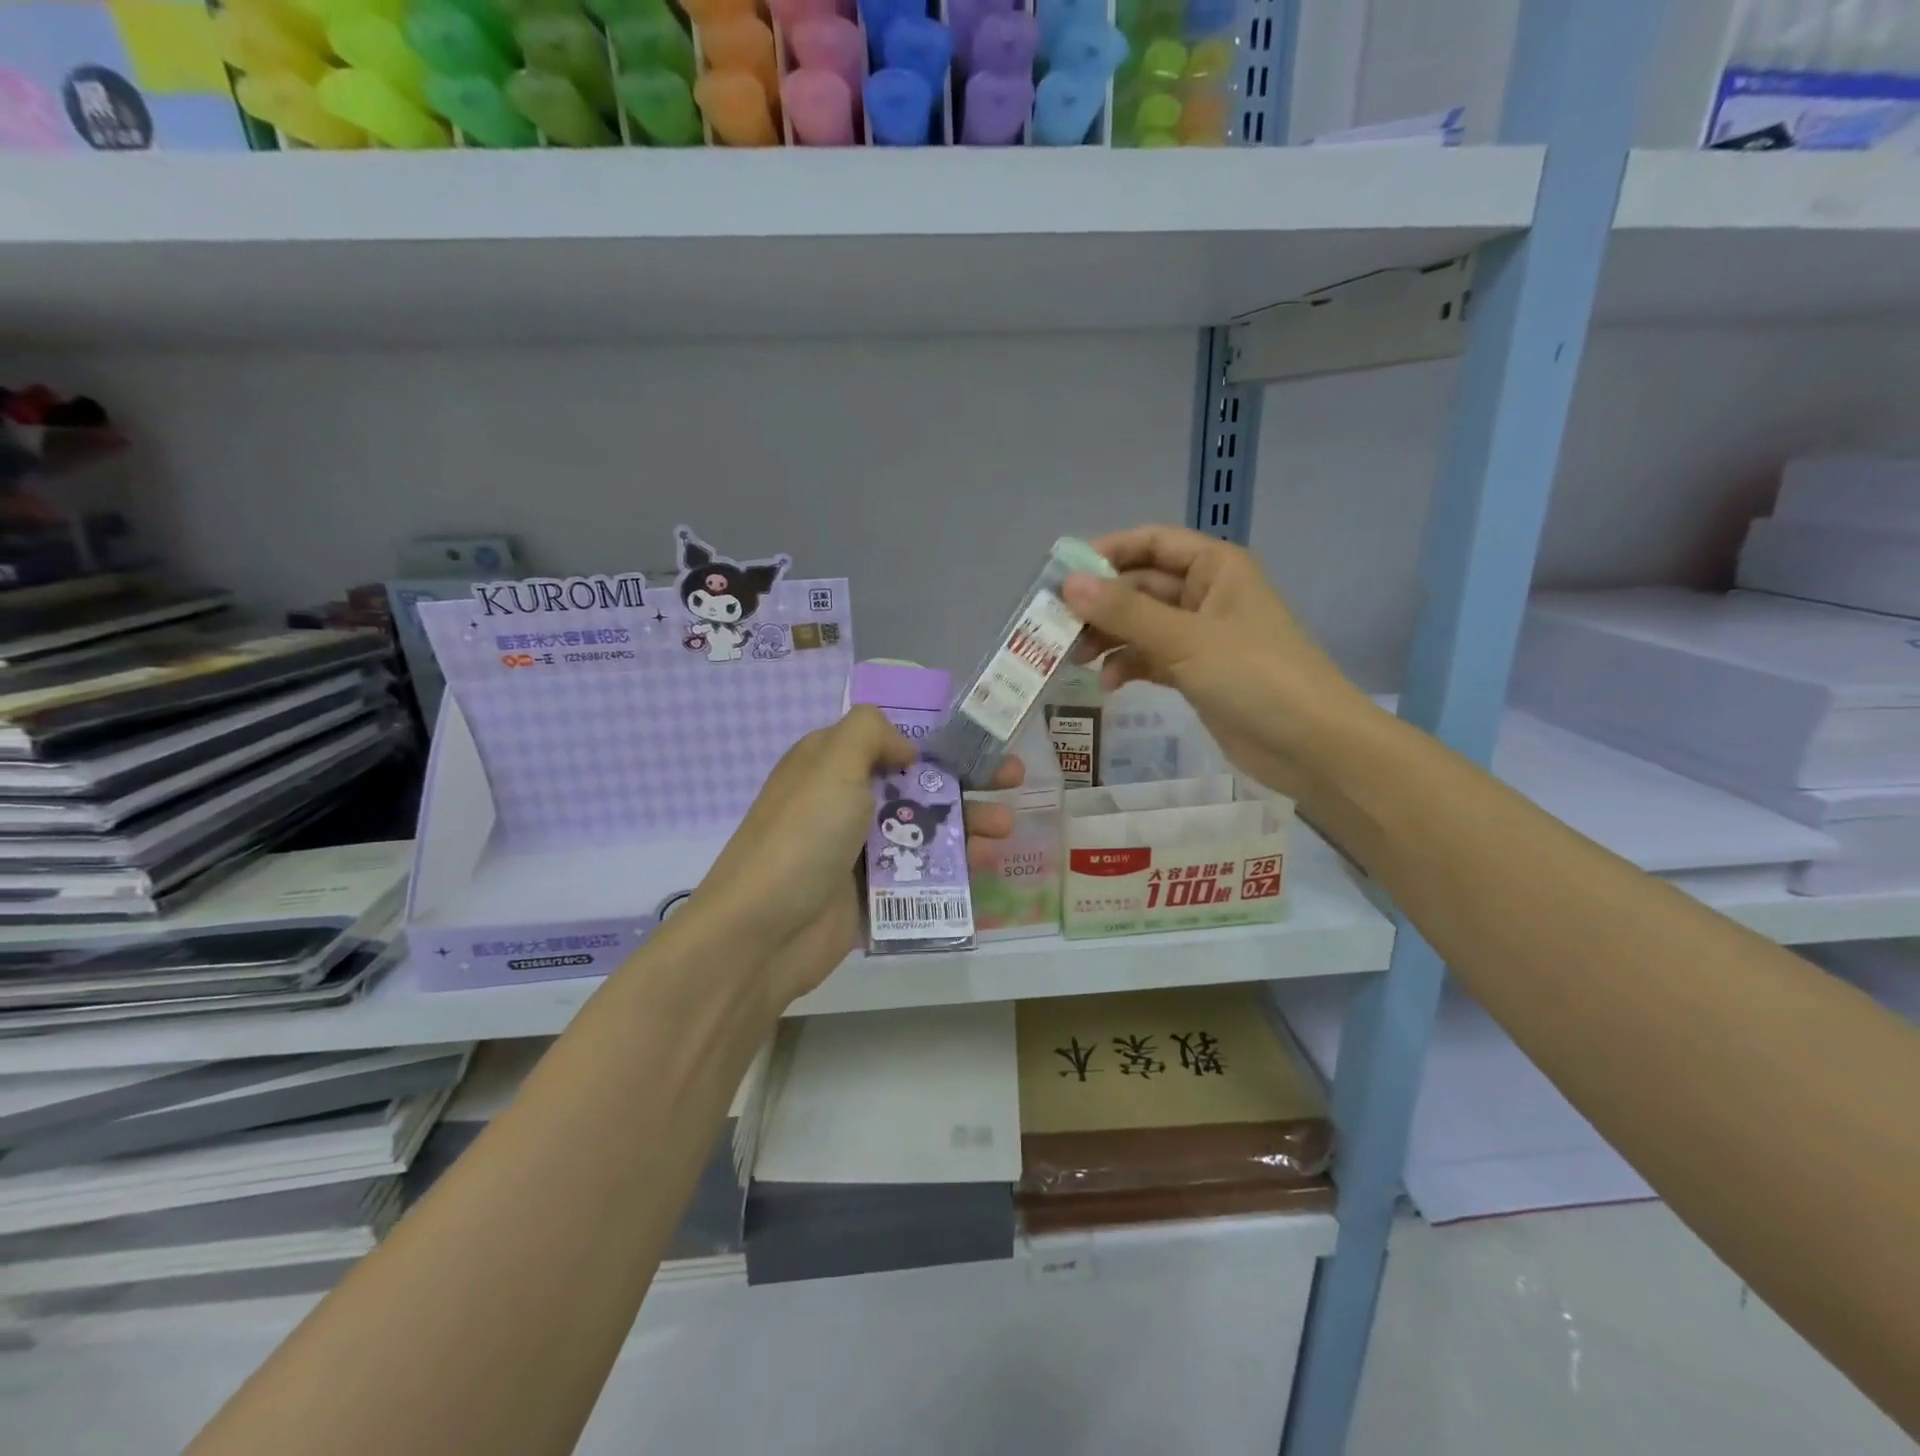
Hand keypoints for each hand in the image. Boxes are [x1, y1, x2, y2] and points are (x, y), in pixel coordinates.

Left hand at [686, 705, 1021, 1011]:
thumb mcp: (832, 762)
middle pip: (917, 783)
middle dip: (966, 780)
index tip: (979, 742)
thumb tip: (905, 750)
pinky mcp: (871, 893)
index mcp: (831, 764)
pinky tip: (986, 864)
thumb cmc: (803, 835)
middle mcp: (845, 802)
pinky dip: (953, 865)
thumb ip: (870, 733)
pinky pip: (920, 872)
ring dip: (968, 823)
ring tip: (1004, 829)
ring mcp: (858, 850)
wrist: (764, 931)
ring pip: (924, 829)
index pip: (890, 741)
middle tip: (1013, 780)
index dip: (936, 739)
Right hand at [1063, 524, 1378, 802]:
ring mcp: (1201, 636)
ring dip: (1108, 638)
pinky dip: (1127, 667)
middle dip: (1100, 606)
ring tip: (1075, 659)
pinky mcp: (1196, 673)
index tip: (1062, 576)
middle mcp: (1206, 594)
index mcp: (1215, 567)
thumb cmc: (1255, 676)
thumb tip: (1068, 584)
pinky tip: (1107, 685)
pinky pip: (1150, 658)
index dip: (1106, 553)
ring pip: (1140, 625)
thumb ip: (1125, 612)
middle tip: (1057, 628)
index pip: (1151, 543)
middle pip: (1139, 586)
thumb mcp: (1186, 639)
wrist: (1311, 745)